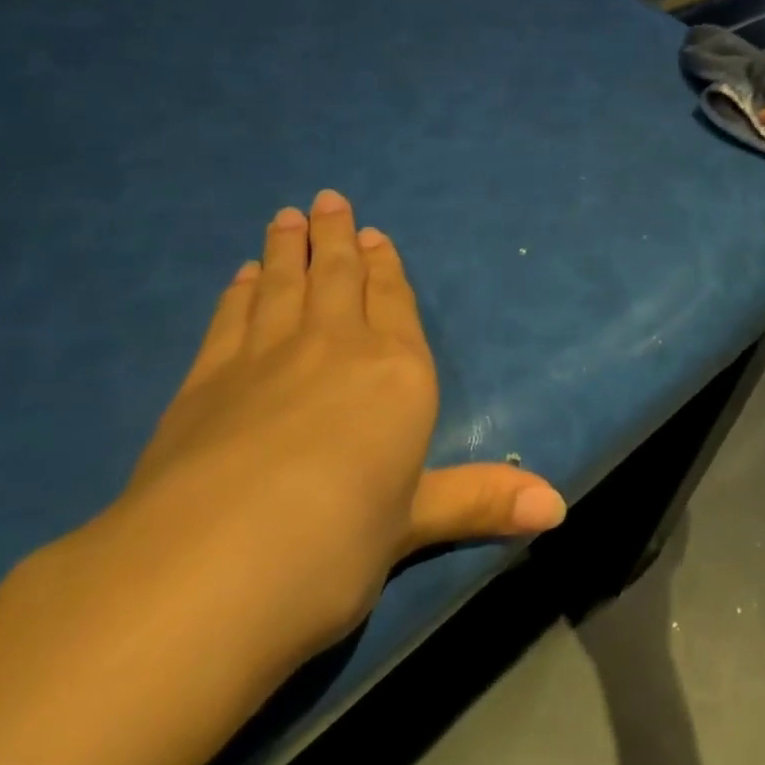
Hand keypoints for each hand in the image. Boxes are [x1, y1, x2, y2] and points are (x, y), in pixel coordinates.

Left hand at [76, 190, 566, 707]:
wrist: (211, 564)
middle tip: (327, 200)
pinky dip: (239, 292)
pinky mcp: (206, 378)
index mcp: (396, 372)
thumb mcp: (413, 525)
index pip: (394, 301)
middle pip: (338, 276)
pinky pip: (232, 317)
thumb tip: (557, 508)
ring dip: (288, 249)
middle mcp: (335, 346)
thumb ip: (478, 501)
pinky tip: (242, 276)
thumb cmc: (335, 544)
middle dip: (336, 237)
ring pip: (283, 284)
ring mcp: (265, 355)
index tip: (375, 232)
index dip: (386, 265)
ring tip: (287, 217)